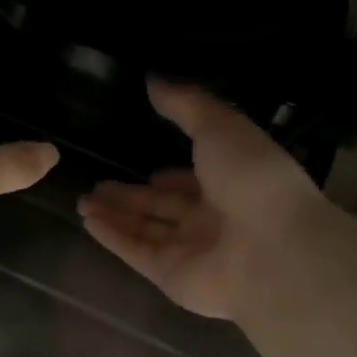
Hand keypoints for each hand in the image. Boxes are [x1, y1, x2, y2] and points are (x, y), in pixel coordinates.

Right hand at [78, 81, 328, 320]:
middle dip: (132, 196)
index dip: (172, 176)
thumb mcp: (220, 127)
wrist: (274, 250)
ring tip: (83, 200)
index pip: (195, 182)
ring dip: (115, 214)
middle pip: (164, 207)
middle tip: (97, 184)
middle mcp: (213, 219)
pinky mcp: (172, 276)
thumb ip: (185, 105)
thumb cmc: (253, 179)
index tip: (145, 166)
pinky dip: (113, 237)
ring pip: (146, 229)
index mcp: (233, 184)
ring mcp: (192, 250)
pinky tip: (88, 220)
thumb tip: (153, 80)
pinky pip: (137, 252)